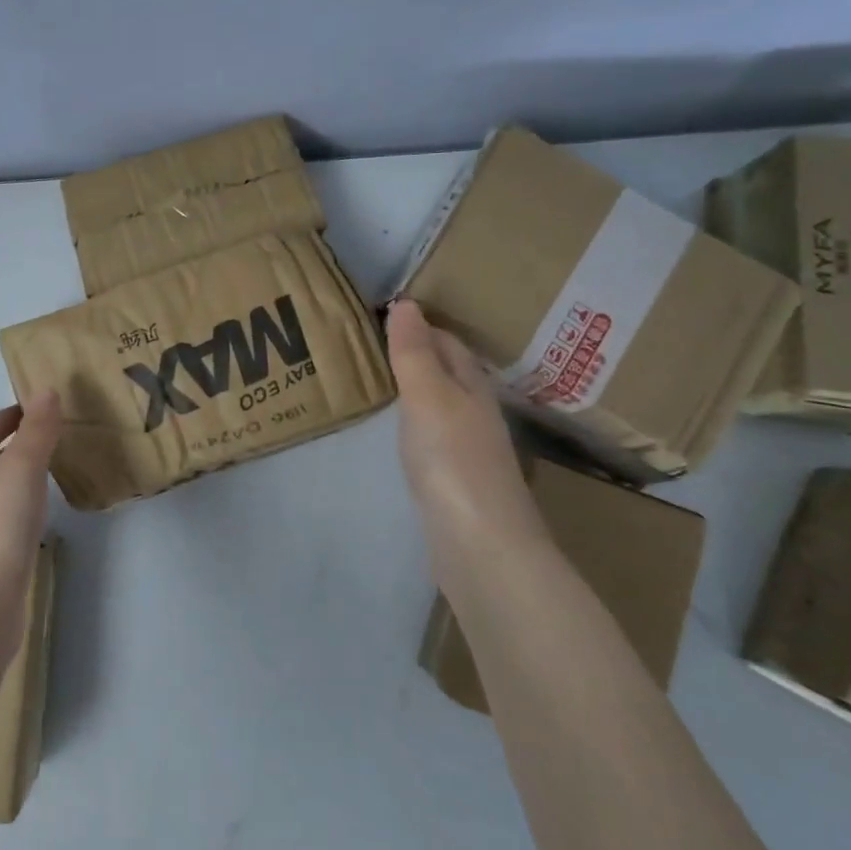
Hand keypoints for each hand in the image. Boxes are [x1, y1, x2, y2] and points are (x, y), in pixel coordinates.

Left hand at [0, 392, 62, 658]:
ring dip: (24, 474)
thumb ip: (36, 430)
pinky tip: (49, 511)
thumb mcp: (21, 467)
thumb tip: (47, 388)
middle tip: (56, 433)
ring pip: (3, 488)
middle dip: (16, 442)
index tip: (37, 407)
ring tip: (59, 466)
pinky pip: (14, 517)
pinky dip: (30, 506)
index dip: (6, 415)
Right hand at [385, 300, 540, 560]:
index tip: (379, 314)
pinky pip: (432, 434)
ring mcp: (469, 449)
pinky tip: (396, 431)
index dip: (417, 325)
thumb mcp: (428, 396)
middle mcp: (475, 412)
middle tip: (368, 343)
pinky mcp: (456, 480)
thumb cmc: (453, 461)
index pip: (446, 342)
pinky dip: (412, 421)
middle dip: (415, 353)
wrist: (482, 546)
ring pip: (439, 403)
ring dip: (413, 388)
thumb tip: (406, 302)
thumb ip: (413, 353)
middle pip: (446, 371)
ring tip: (375, 379)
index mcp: (472, 386)